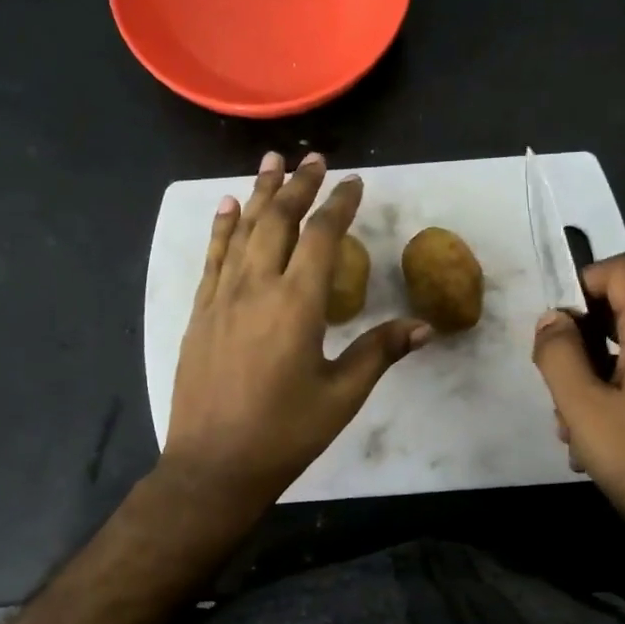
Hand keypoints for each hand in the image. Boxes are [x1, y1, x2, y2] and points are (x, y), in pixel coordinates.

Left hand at [163, 151, 430, 517]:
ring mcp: (222, 298)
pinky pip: (213, 258)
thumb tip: (424, 326)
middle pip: (280, 221)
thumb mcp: (342, 395)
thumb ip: (379, 352)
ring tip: (272, 161)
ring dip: (260, 193)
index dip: (339, 204)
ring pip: (243, 231)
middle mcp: (257, 288)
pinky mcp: (200, 313)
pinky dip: (222, 228)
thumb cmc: (284, 433)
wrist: (213, 465)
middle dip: (299, 186)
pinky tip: (227, 207)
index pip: (322, 237)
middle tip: (313, 158)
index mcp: (297, 305)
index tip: (354, 182)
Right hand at [532, 254, 624, 582]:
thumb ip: (558, 355)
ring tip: (572, 428)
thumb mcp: (583, 409)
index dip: (584, 281)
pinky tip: (596, 443)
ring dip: (590, 378)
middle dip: (579, 342)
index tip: (557, 324)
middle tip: (556, 388)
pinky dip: (611, 396)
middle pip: (622, 312)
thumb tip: (551, 320)